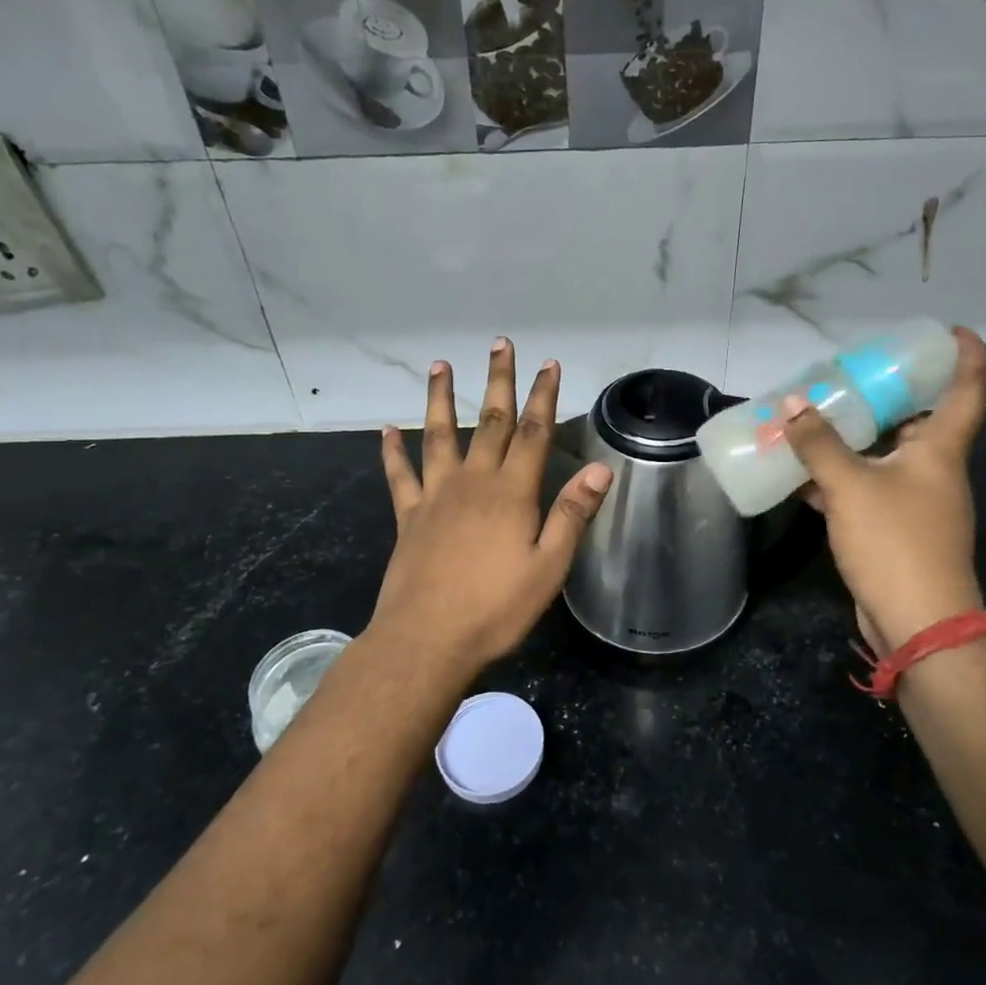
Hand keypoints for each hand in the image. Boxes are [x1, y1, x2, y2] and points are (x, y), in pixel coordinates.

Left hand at [372, 338, 613, 678]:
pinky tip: (386, 430)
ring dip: (441, 398)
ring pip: (439, 435)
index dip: (544, 396)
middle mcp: (473, 482)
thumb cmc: (495, 608)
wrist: (426, 639)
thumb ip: (571, 514)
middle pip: (491, 422)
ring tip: (439, 366)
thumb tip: (600, 469)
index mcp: (511, 493)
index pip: (534, 433)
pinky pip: (400, 475)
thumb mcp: (548, 566)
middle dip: (499, 381)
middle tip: (500, 344)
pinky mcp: (409, 516)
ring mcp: (436, 496)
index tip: (549, 364)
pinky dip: (392, 451)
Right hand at [783, 327, 985, 654]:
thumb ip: (819, 444)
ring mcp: (916, 503)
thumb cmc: (895, 542)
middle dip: (889, 394)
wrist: (918, 623)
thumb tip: (792, 404)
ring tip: (816, 416)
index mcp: (940, 451)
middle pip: (920, 420)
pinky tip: (800, 474)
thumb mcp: (850, 486)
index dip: (967, 355)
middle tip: (852, 373)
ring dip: (855, 438)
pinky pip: (866, 489)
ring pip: (886, 456)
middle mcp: (934, 471)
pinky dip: (838, 478)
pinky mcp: (895, 530)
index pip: (968, 390)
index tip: (951, 331)